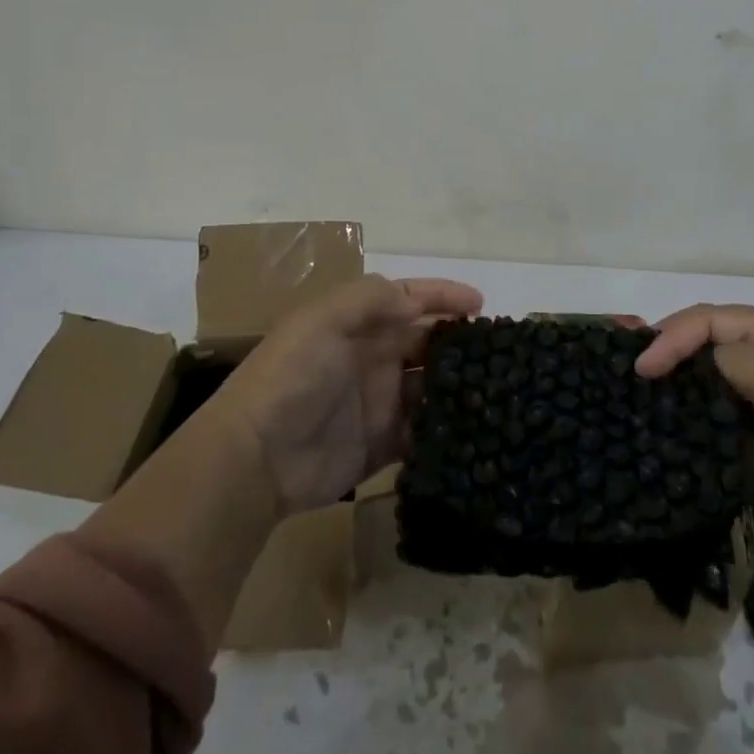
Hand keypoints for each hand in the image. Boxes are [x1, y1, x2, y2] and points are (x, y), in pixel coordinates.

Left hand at [207, 274, 482, 514]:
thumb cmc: (293, 376)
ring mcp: (379, 403)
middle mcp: (372, 358)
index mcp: (358, 324)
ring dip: (457, 385)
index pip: (409, 300)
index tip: (480, 304)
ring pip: (429, 387)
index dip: (443, 296)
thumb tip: (418, 303)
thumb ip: (373, 299)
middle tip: (498, 351)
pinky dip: (444, 428)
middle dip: (458, 342)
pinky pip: (422, 432)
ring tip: (496, 389)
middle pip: (425, 343)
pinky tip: (473, 427)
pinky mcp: (382, 445)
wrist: (256, 458)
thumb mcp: (325, 319)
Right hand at [636, 304, 753, 532]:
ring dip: (678, 386)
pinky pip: (716, 414)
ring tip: (642, 397)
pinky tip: (669, 424)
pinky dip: (693, 417)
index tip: (644, 368)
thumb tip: (685, 367)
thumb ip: (722, 358)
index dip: (671, 336)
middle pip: (705, 343)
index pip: (709, 319)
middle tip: (635, 375)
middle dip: (670, 354)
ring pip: (707, 379)